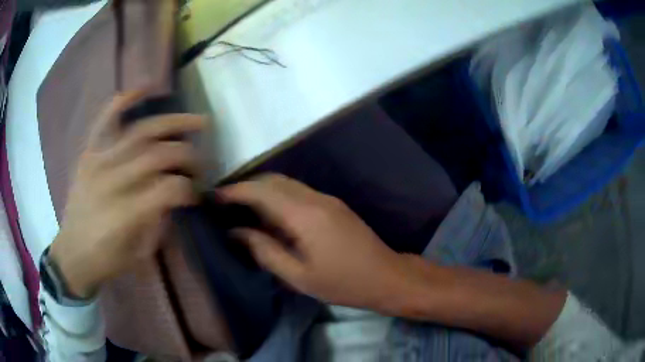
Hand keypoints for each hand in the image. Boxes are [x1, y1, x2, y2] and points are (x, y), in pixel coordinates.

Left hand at [49, 91, 205, 298]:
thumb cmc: (107, 259)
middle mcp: (112, 180)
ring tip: (198, 120)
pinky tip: (145, 88)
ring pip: (141, 132)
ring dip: (173, 123)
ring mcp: (98, 161)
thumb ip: (159, 220)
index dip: (190, 188)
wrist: (72, 252)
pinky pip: (105, 119)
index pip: (170, 188)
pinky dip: (124, 101)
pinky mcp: (89, 153)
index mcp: (126, 213)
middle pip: (159, 155)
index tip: (198, 194)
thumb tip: (176, 195)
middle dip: (188, 156)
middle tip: (200, 163)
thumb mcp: (140, 252)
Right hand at [220, 174, 412, 312]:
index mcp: (304, 215)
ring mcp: (327, 199)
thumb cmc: (343, 283)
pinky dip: (277, 197)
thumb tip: (236, 232)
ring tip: (241, 209)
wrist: (387, 276)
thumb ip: (265, 251)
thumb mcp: (299, 276)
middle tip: (225, 204)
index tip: (214, 197)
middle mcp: (315, 198)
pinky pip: (298, 192)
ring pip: (286, 183)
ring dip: (262, 190)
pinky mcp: (333, 205)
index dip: (235, 191)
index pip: (261, 191)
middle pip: (273, 180)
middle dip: (246, 187)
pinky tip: (269, 215)